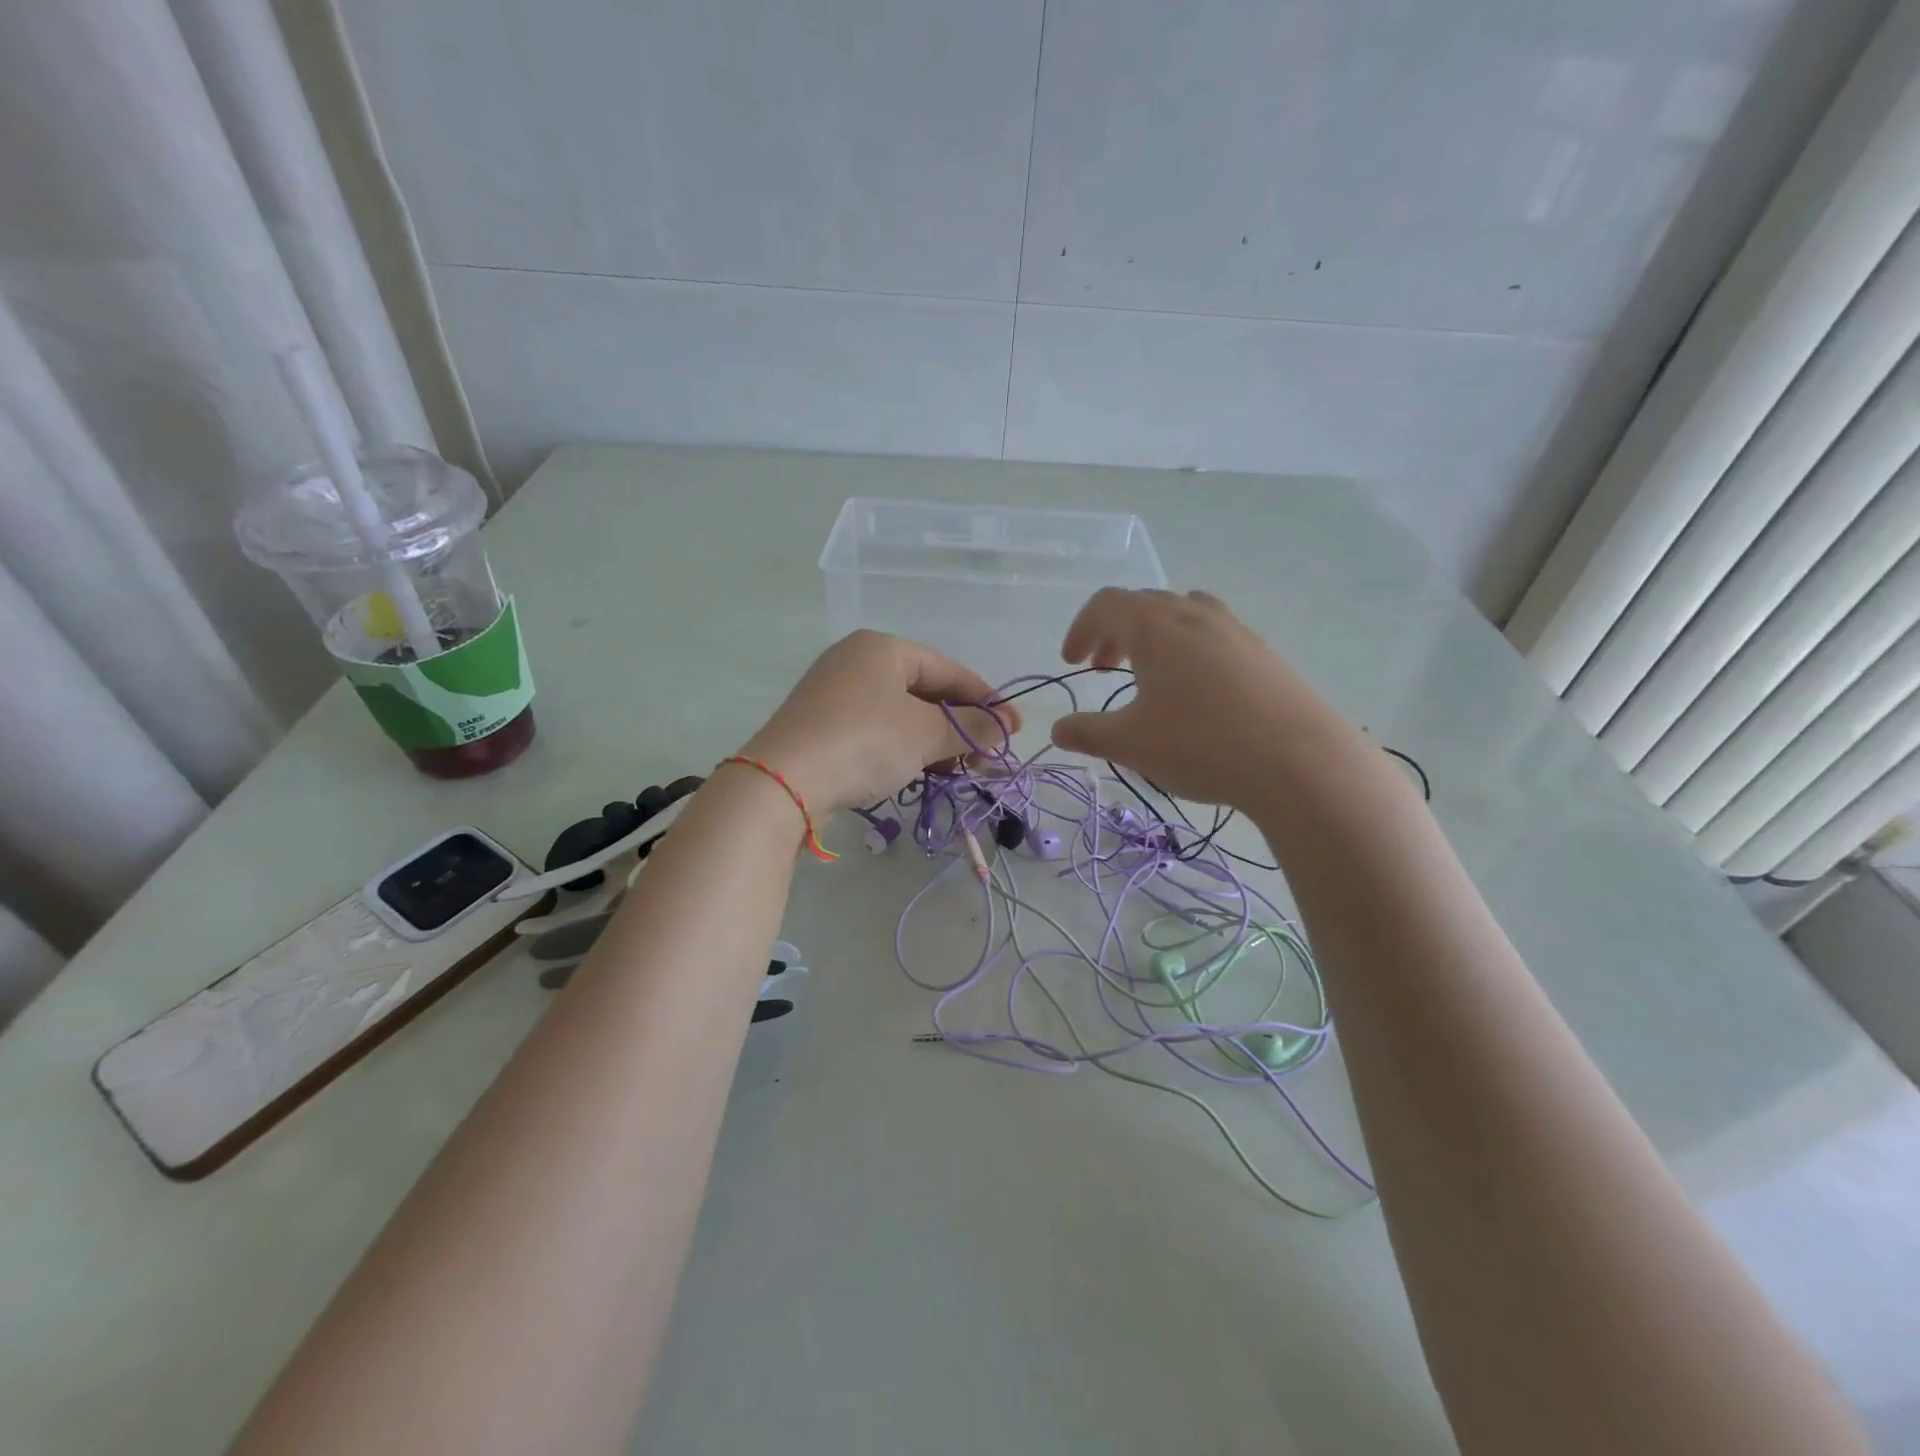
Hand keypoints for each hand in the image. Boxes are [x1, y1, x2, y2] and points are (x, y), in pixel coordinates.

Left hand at [741, 630, 1018, 815]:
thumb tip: (1003, 729)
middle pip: (924, 691)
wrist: (785, 782)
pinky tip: (923, 772)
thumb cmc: (865, 741)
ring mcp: (834, 695)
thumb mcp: (926, 733)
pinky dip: (905, 749)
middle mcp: (856, 662)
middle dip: (960, 725)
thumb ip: (970, 727)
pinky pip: (877, 732)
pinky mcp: (822, 727)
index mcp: (882, 648)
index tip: (1014, 728)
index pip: (947, 668)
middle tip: (988, 754)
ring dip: (935, 741)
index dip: (986, 699)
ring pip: (901, 715)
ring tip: (960, 770)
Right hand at [1050, 589, 1361, 811]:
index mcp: (1154, 627)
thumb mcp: (1131, 744)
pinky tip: (1196, 692)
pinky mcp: (1263, 653)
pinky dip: (1188, 649)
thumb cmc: (1200, 744)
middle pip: (1144, 604)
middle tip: (1103, 668)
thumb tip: (1058, 730)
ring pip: (1182, 614)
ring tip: (1149, 673)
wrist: (1299, 760)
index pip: (1106, 605)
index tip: (1072, 662)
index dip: (1081, 628)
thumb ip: (1088, 733)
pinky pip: (1213, 634)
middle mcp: (1194, 615)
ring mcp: (1234, 630)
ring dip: (1154, 637)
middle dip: (1114, 632)